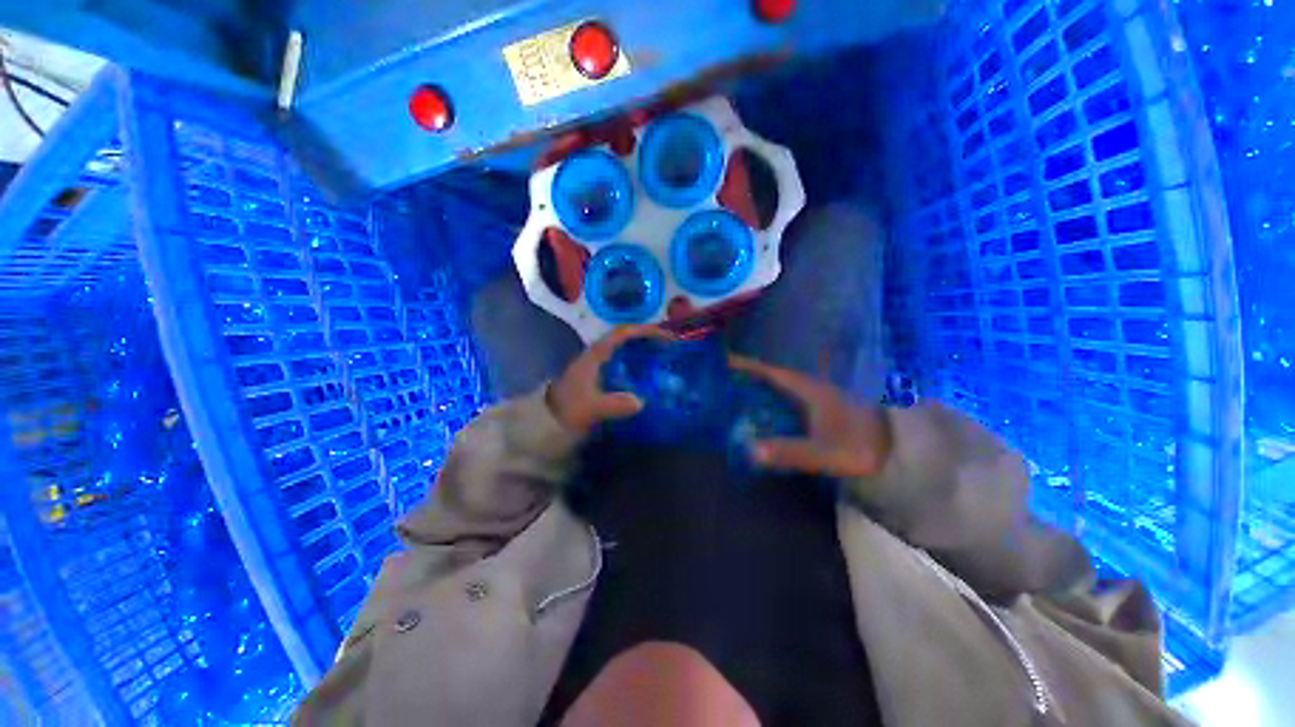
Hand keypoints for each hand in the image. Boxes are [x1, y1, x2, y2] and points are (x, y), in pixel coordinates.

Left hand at [548, 325, 675, 434]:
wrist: (546, 422)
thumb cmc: (567, 410)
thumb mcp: (590, 408)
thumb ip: (613, 404)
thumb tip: (641, 402)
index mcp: (595, 355)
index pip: (622, 333)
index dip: (644, 331)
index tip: (666, 336)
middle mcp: (597, 355)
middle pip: (626, 338)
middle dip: (649, 339)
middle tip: (670, 346)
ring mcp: (598, 365)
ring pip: (625, 350)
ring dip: (644, 350)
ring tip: (664, 358)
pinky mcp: (599, 377)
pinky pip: (623, 364)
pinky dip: (638, 365)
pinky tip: (648, 377)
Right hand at [728, 355, 892, 477]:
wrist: (900, 453)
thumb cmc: (860, 448)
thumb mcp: (823, 452)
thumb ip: (789, 452)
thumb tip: (750, 450)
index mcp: (809, 390)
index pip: (771, 372)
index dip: (747, 365)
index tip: (724, 360)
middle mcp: (812, 387)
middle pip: (774, 375)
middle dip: (749, 374)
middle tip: (724, 377)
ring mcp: (819, 397)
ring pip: (783, 385)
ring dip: (761, 385)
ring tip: (737, 390)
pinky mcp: (824, 408)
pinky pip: (790, 397)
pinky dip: (774, 398)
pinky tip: (766, 408)